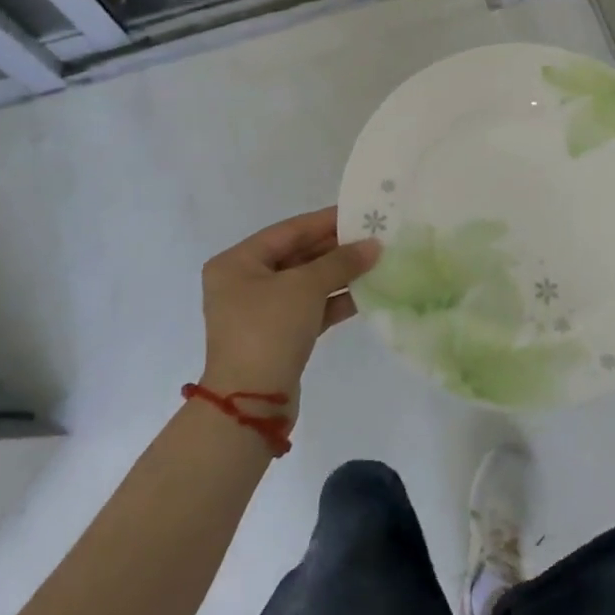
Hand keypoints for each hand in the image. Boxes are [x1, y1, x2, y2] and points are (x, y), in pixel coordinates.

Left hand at [201, 208, 378, 401]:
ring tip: (377, 262)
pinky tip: (366, 293)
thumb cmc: (269, 329)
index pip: (289, 230)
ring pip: (307, 283)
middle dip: (336, 249)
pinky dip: (335, 300)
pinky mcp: (278, 335)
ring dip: (340, 274)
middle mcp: (244, 282)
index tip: (360, 212)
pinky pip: (310, 308)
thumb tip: (374, 245)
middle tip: (374, 238)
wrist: (251, 401)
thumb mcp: (306, 287)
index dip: (326, 221)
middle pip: (298, 255)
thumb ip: (341, 261)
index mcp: (237, 262)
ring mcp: (260, 311)